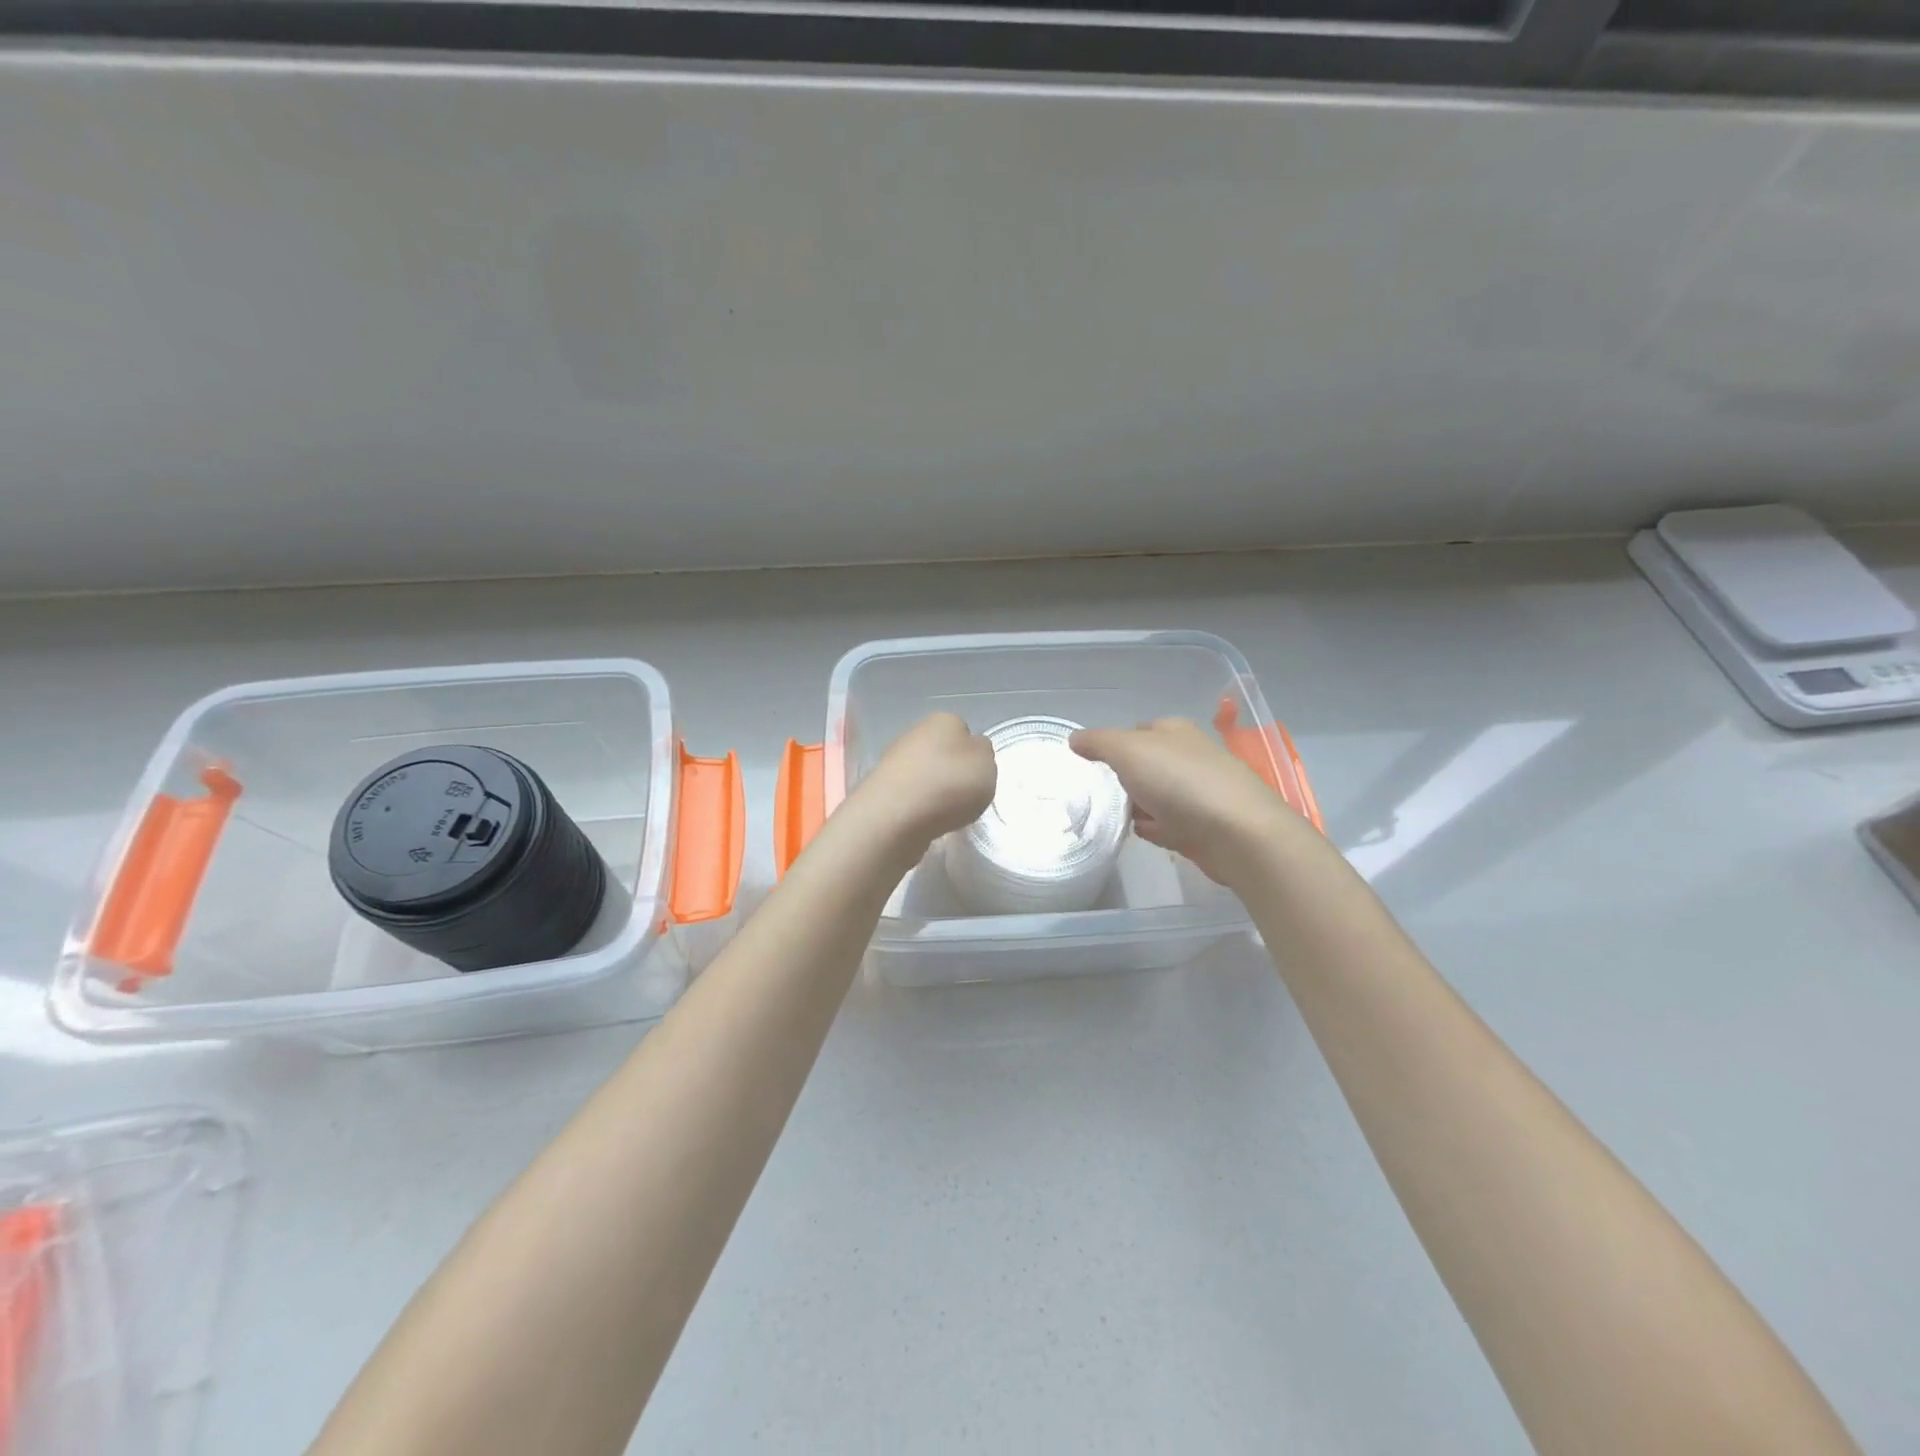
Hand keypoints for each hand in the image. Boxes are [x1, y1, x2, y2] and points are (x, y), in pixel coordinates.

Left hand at [843, 713, 996, 851]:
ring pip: (924, 773)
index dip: (972, 754)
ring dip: (934, 790)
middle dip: (951, 772)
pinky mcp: (881, 788)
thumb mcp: (987, 764)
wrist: (895, 816)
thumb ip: (984, 754)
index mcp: (944, 720)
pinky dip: (919, 807)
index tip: (977, 776)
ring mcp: (893, 760)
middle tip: (963, 796)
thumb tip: (972, 752)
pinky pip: (909, 795)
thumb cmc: (949, 784)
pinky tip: (924, 821)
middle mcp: (915, 733)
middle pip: (941, 752)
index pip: (963, 730)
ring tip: (944, 813)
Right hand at [1070, 718, 1321, 886]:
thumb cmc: (1180, 782)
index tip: (1091, 765)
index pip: (1137, 730)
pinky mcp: (1205, 825)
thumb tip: (1074, 739)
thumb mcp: (1129, 751)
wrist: (1237, 834)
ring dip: (1137, 806)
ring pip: (1157, 795)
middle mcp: (1190, 756)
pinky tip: (1142, 835)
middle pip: (1146, 765)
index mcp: (1175, 731)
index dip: (1113, 745)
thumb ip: (1099, 743)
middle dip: (1123, 779)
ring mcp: (1200, 792)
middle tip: (1096, 795)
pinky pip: (1170, 823)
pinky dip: (1156, 828)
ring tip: (1113, 818)